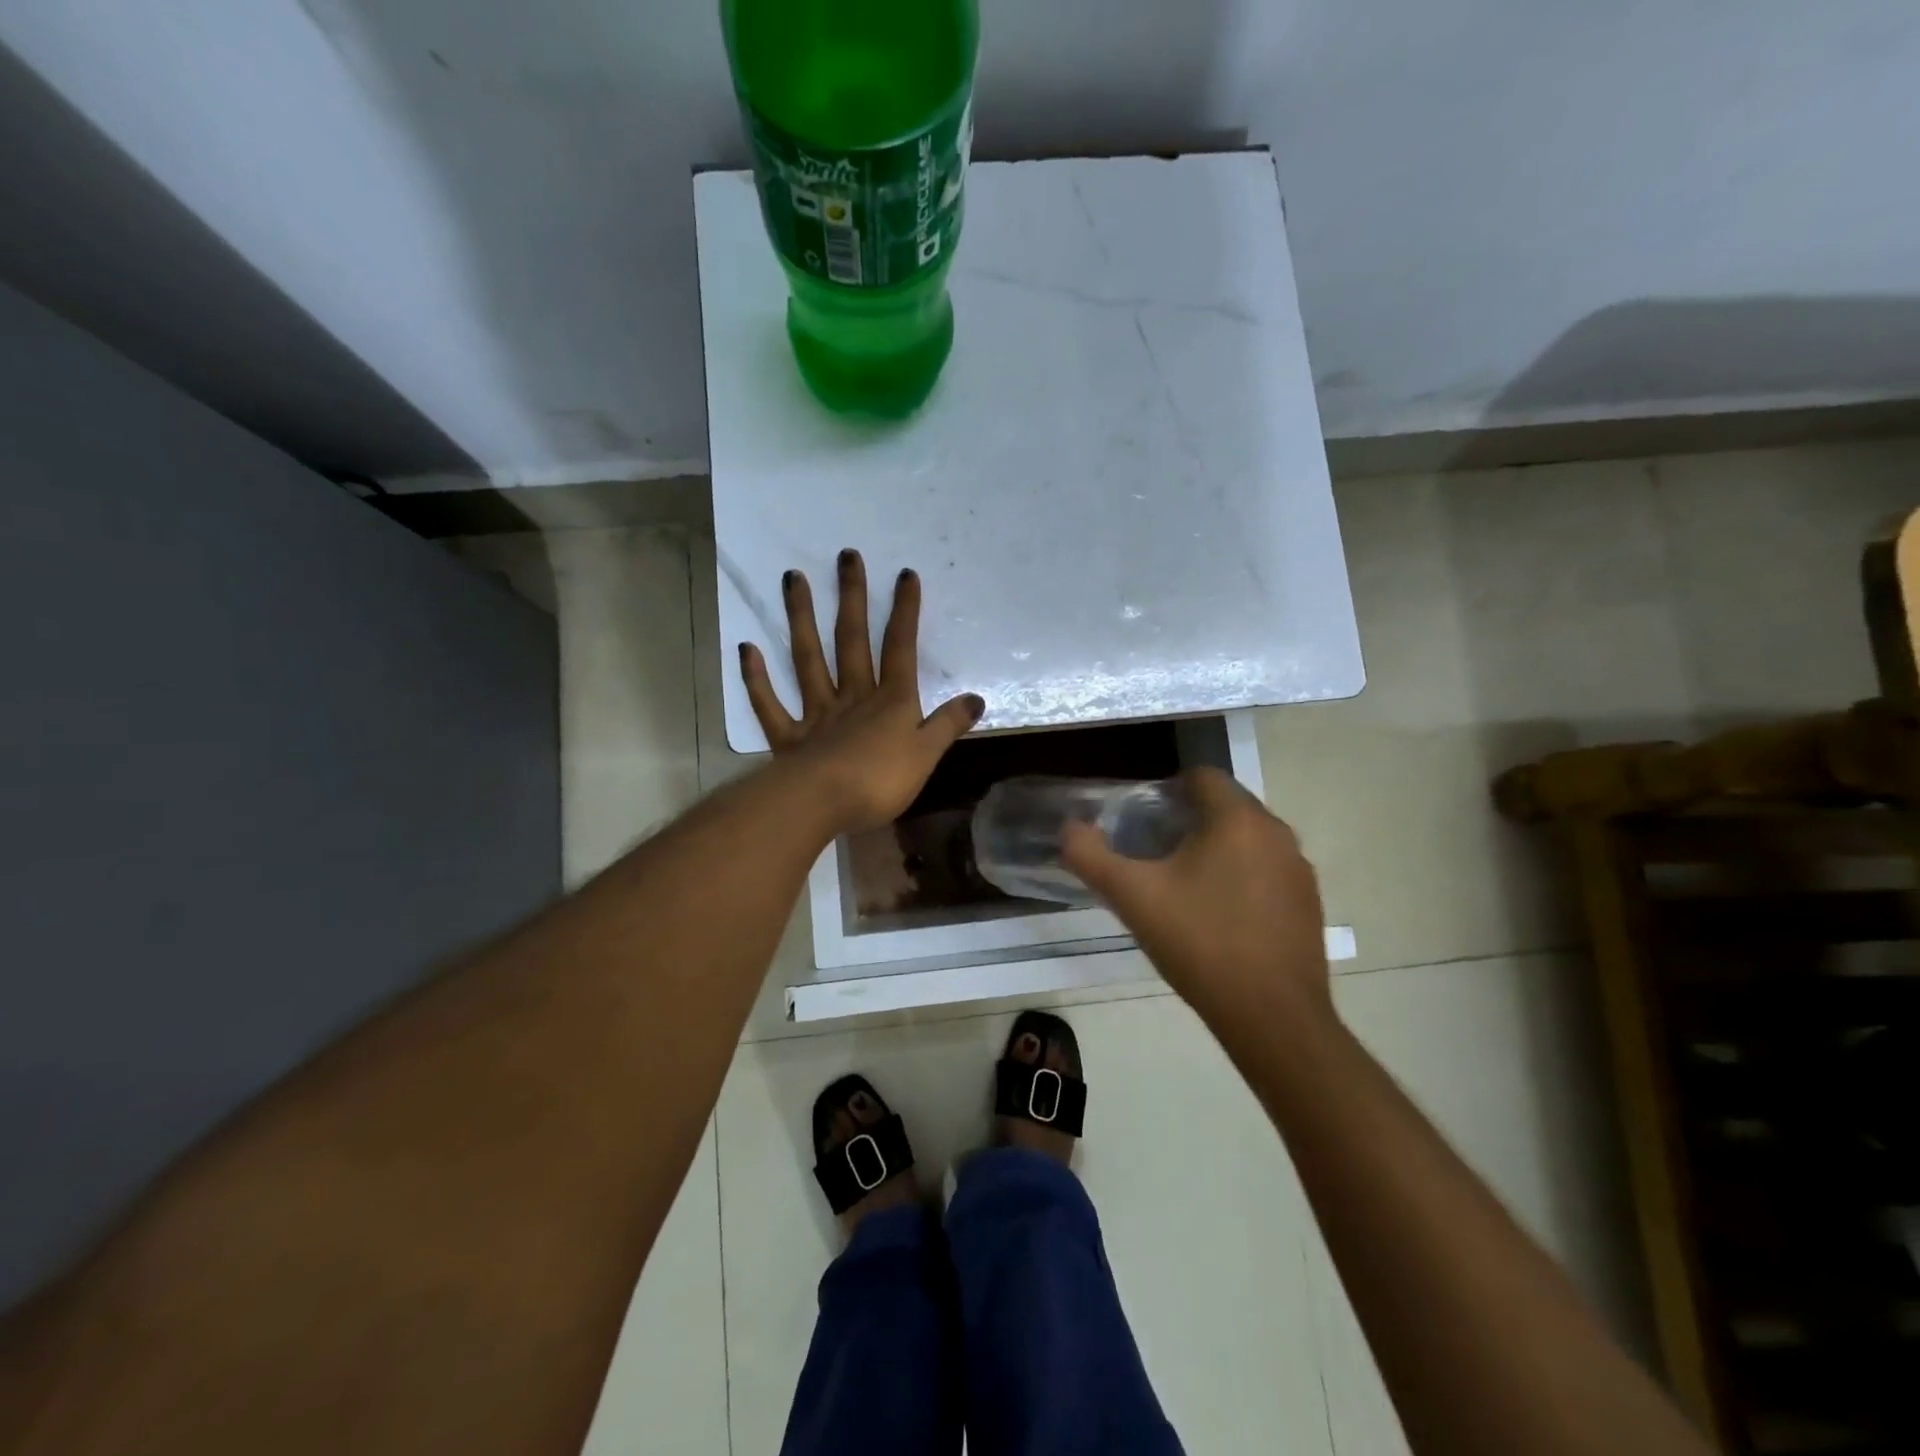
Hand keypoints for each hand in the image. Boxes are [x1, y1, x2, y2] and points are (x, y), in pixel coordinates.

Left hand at [740, 550, 983, 834]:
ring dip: (800, 618)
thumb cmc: (881, 781)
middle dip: (851, 597)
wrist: (823, 805)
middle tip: (845, 556)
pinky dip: (756, 679)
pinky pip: (770, 704)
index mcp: (890, 701)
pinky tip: (746, 648)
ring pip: (807, 659)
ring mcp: (816, 713)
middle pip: (851, 640)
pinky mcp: (788, 738)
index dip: (905, 611)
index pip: (901, 648)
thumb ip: (948, 725)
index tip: (905, 575)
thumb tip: (976, 698)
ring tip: (792, 578)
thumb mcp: (927, 755)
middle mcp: (852, 696)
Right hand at [1061, 768, 1331, 1031]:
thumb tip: (1069, 829)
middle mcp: (1276, 833)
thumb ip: (1091, 856)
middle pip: (1226, 806)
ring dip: (1216, 850)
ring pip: (1248, 839)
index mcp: (1237, 819)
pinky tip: (1220, 917)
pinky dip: (1242, 878)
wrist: (1271, 1016)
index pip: (1202, 776)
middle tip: (1155, 856)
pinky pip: (1267, 871)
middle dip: (1189, 821)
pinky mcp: (1308, 903)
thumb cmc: (1200, 943)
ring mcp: (1298, 870)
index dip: (1168, 790)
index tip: (1143, 822)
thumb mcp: (1132, 897)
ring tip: (1184, 887)